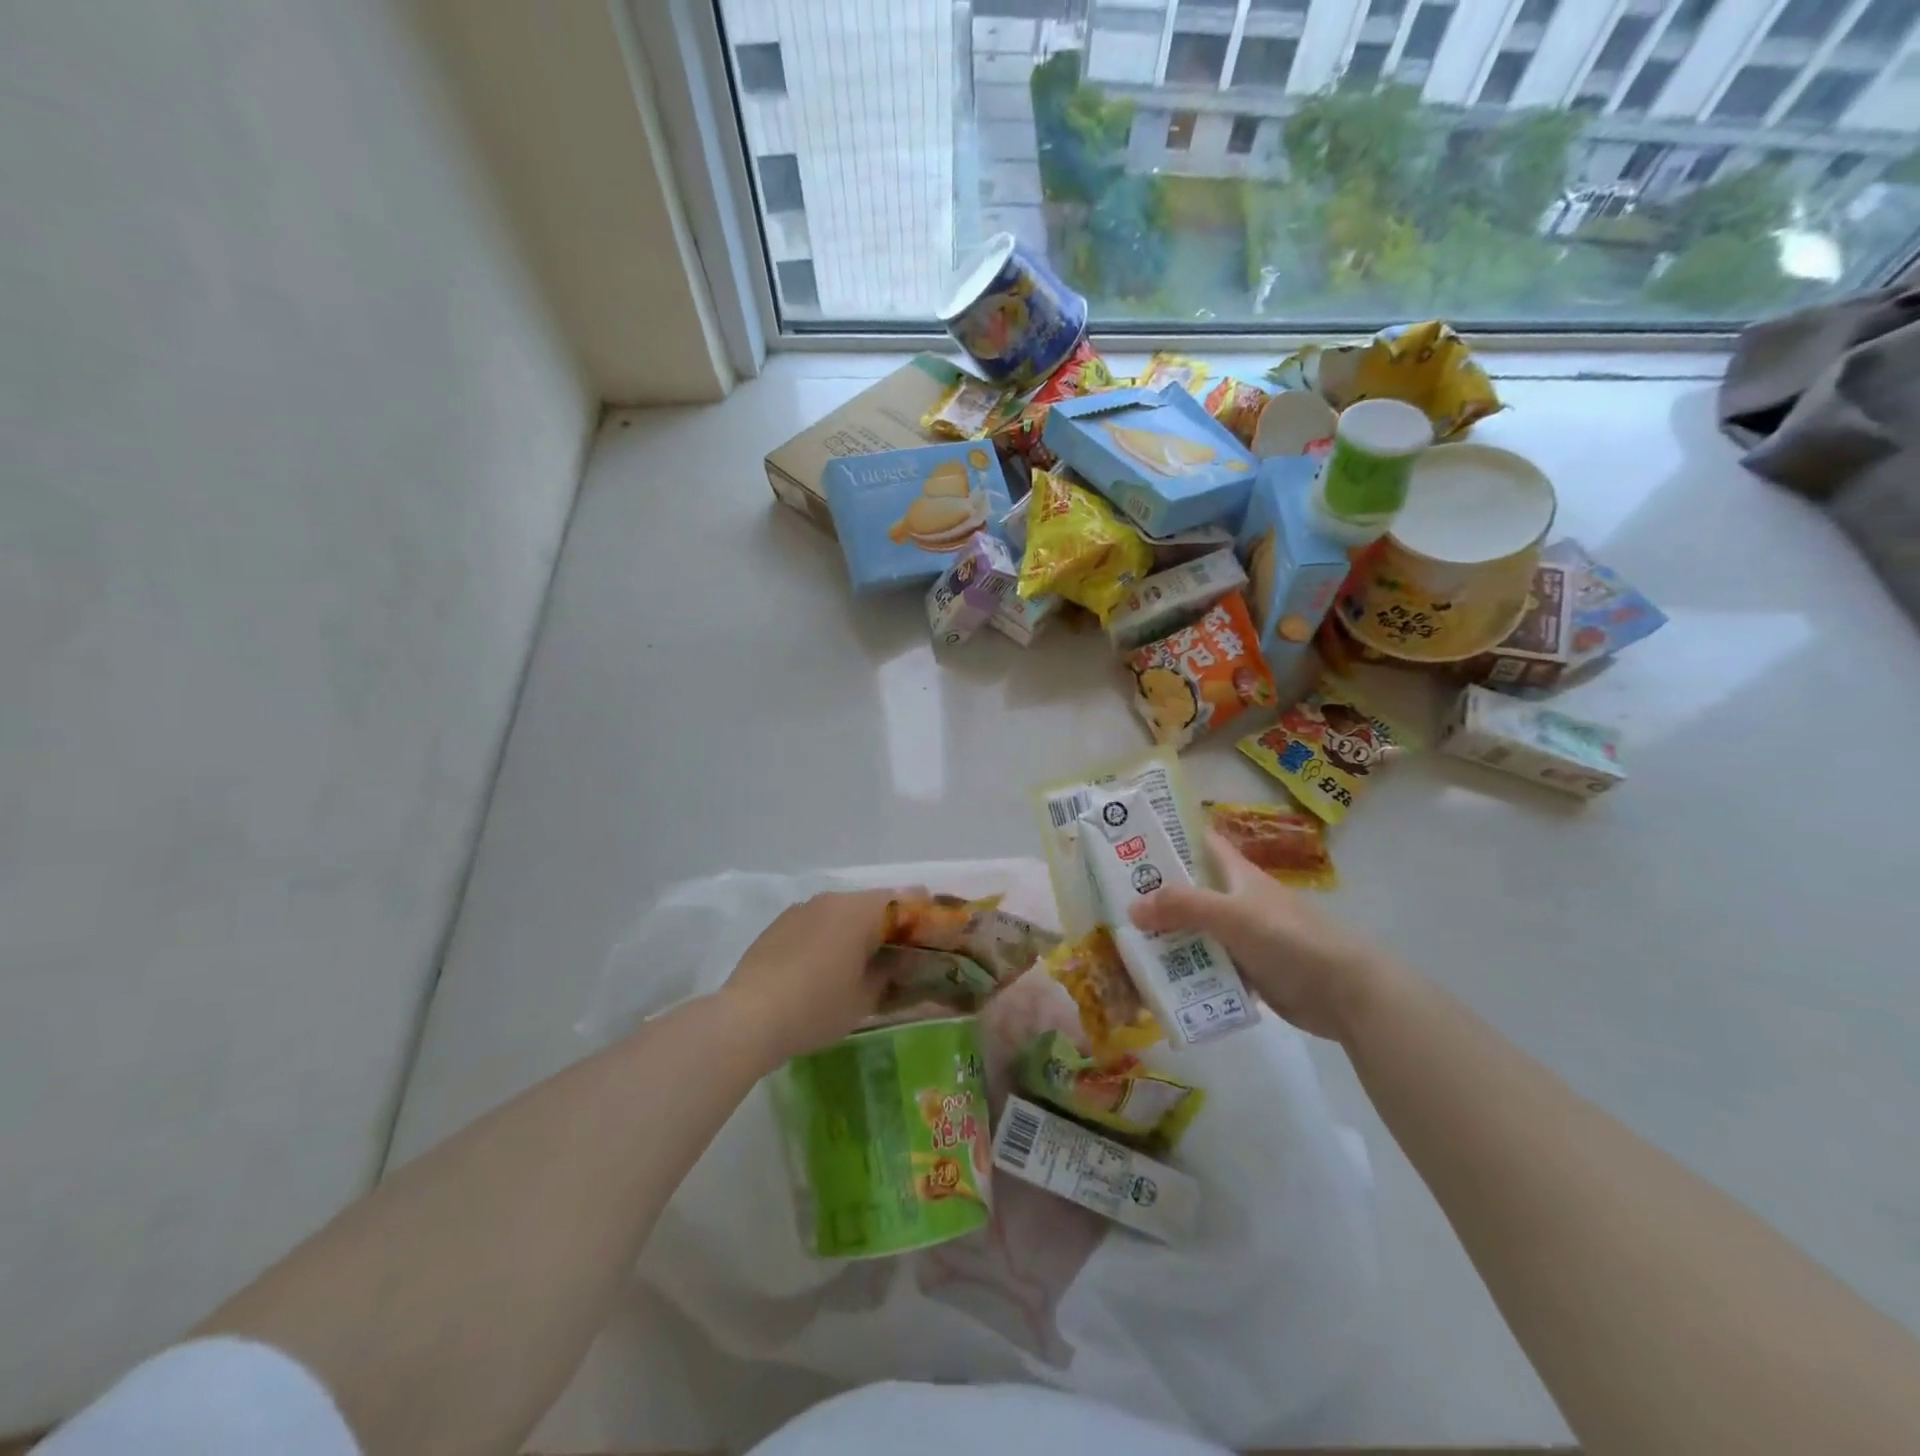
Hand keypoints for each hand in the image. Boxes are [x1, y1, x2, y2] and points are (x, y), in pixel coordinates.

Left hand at [721, 888, 913, 1065]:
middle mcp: (833, 899)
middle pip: (874, 903)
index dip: (925, 915)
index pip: (906, 899)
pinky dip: (833, 935)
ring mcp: (803, 908)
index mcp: (860, 910)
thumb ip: (891, 970)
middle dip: (892, 924)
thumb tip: (904, 957)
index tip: (935, 936)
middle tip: (903, 954)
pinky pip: (819, 921)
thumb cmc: (816, 1007)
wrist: (747, 1018)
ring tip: (864, 962)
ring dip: (860, 929)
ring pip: (845, 911)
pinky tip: (828, 965)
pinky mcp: (781, 923)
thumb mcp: (865, 997)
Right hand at [1129, 830, 1402, 1042]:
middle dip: (1155, 895)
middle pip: (1190, 890)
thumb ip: (1182, 907)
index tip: (1131, 840)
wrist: (1344, 992)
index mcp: (1237, 875)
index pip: (1201, 843)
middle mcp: (1237, 900)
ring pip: (1195, 930)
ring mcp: (1242, 937)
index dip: (1170, 837)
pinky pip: (1208, 965)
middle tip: (1112, 901)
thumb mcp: (1231, 915)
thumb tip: (1131, 907)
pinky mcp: (1248, 970)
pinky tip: (1159, 979)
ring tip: (1125, 944)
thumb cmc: (1289, 939)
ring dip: (1167, 937)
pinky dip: (1187, 970)